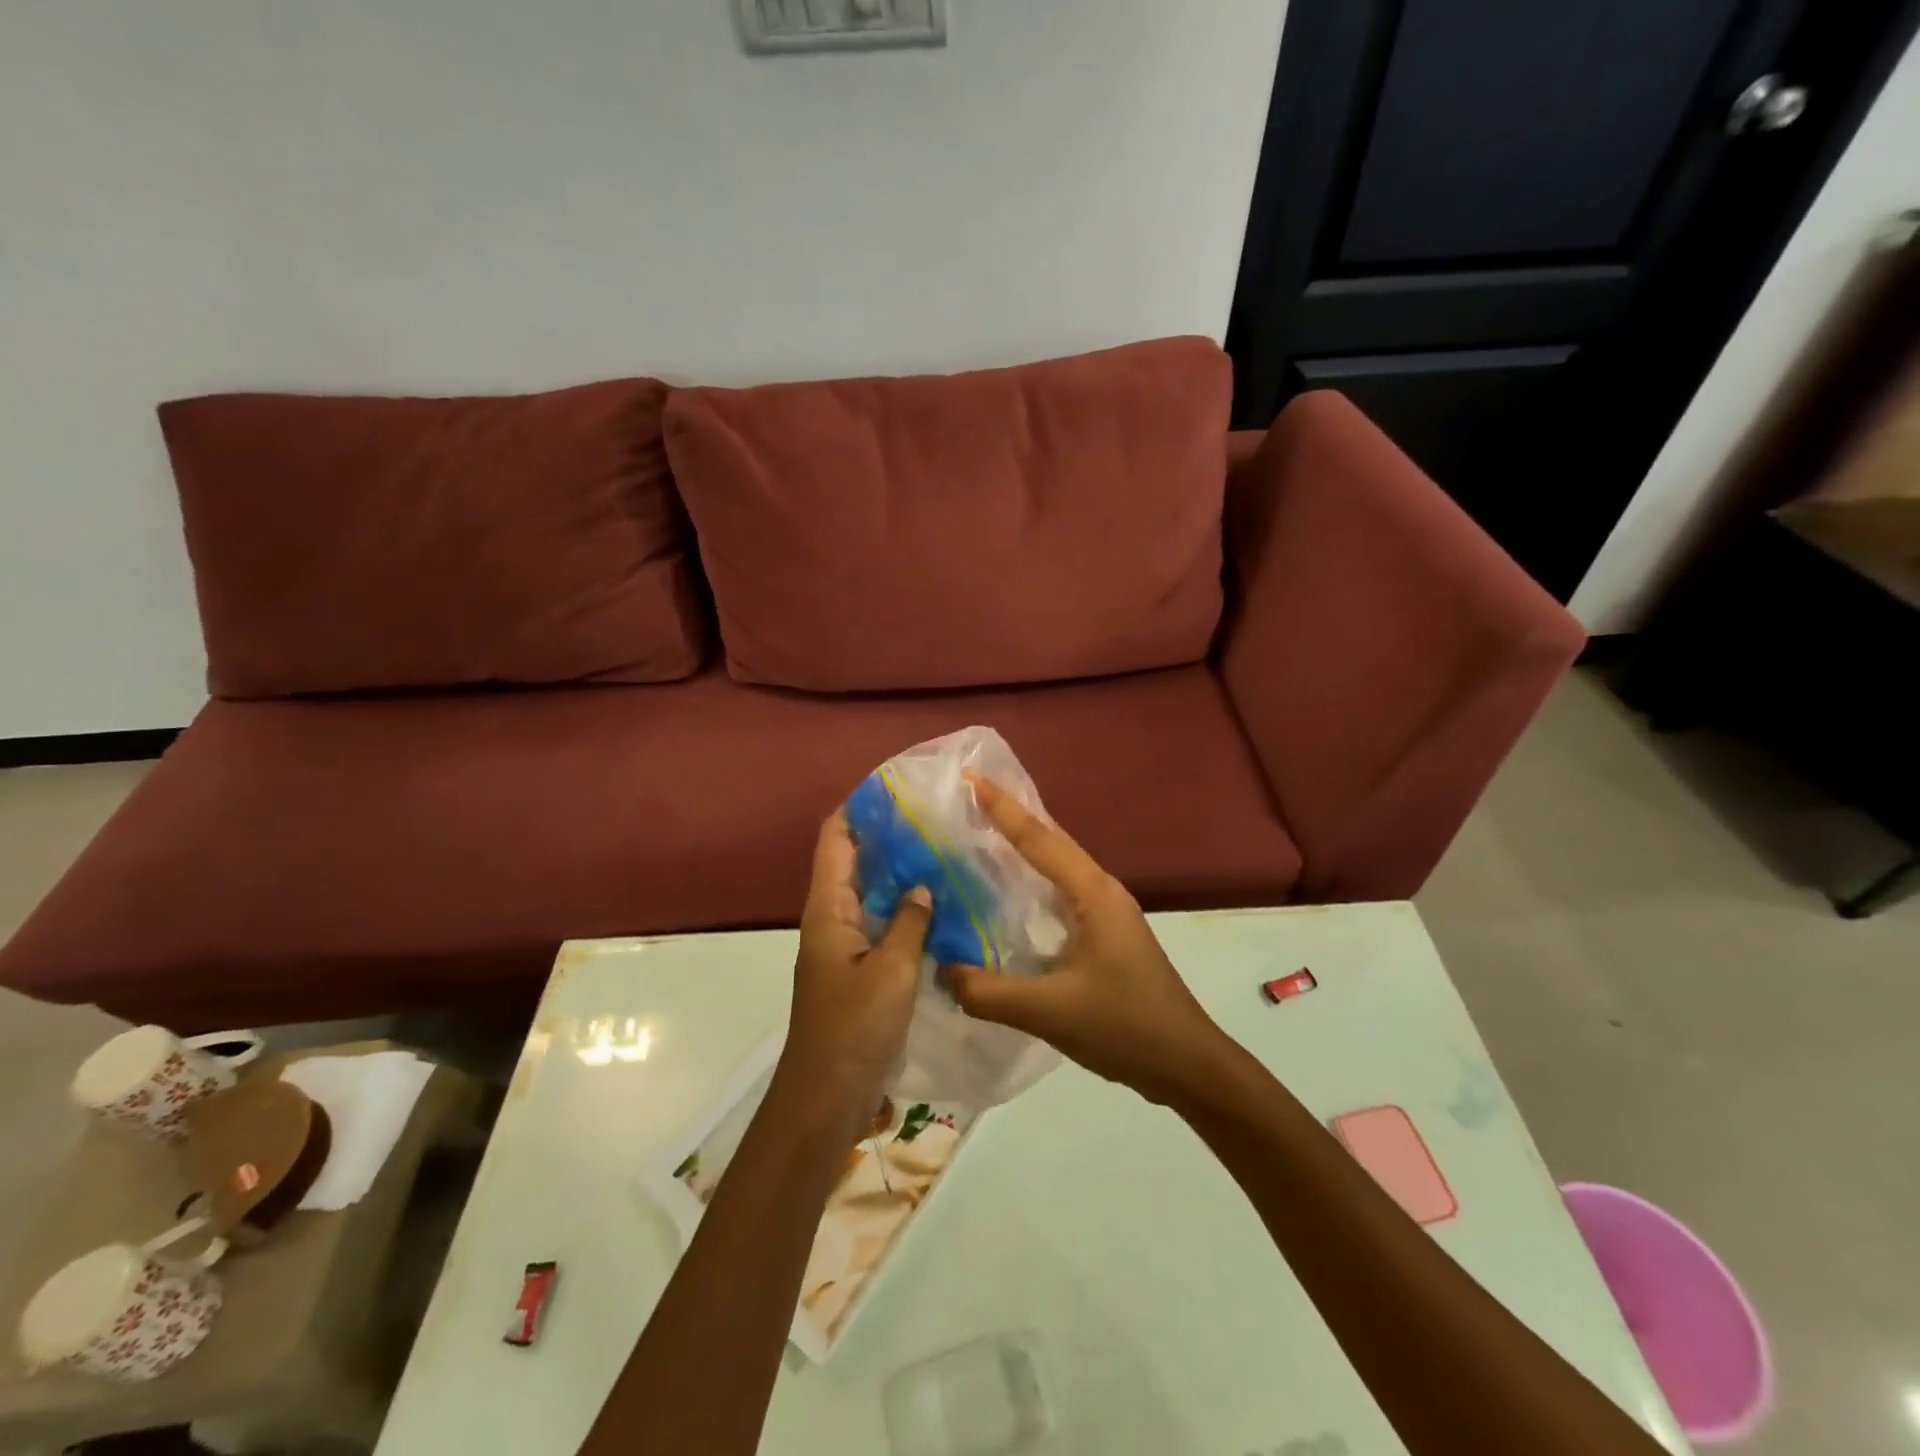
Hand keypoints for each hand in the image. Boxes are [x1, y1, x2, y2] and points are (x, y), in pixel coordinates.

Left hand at [782, 810, 931, 1129]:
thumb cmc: (854, 1028)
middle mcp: (833, 918)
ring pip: (872, 894)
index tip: (894, 788)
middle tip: (934, 819)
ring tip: (943, 853)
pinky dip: (905, 910)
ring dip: (900, 874)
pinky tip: (940, 908)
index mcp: (829, 909)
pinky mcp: (859, 970)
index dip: (858, 808)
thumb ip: (910, 922)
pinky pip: (882, 925)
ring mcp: (845, 945)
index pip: (835, 839)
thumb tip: (922, 885)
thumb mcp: (892, 971)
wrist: (827, 1096)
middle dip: (887, 837)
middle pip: (854, 862)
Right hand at [942, 774, 1226, 1103]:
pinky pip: (1061, 890)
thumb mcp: (1049, 1011)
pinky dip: (1033, 879)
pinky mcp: (1106, 933)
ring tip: (980, 834)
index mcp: (1092, 893)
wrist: (1187, 1063)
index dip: (1001, 807)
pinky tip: (1010, 895)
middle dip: (1010, 816)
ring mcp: (1107, 911)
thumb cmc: (1124, 1026)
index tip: (969, 777)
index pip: (1037, 838)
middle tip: (966, 798)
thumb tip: (940, 970)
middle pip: (1050, 840)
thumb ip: (988, 992)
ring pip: (1058, 865)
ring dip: (1022, 846)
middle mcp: (1101, 890)